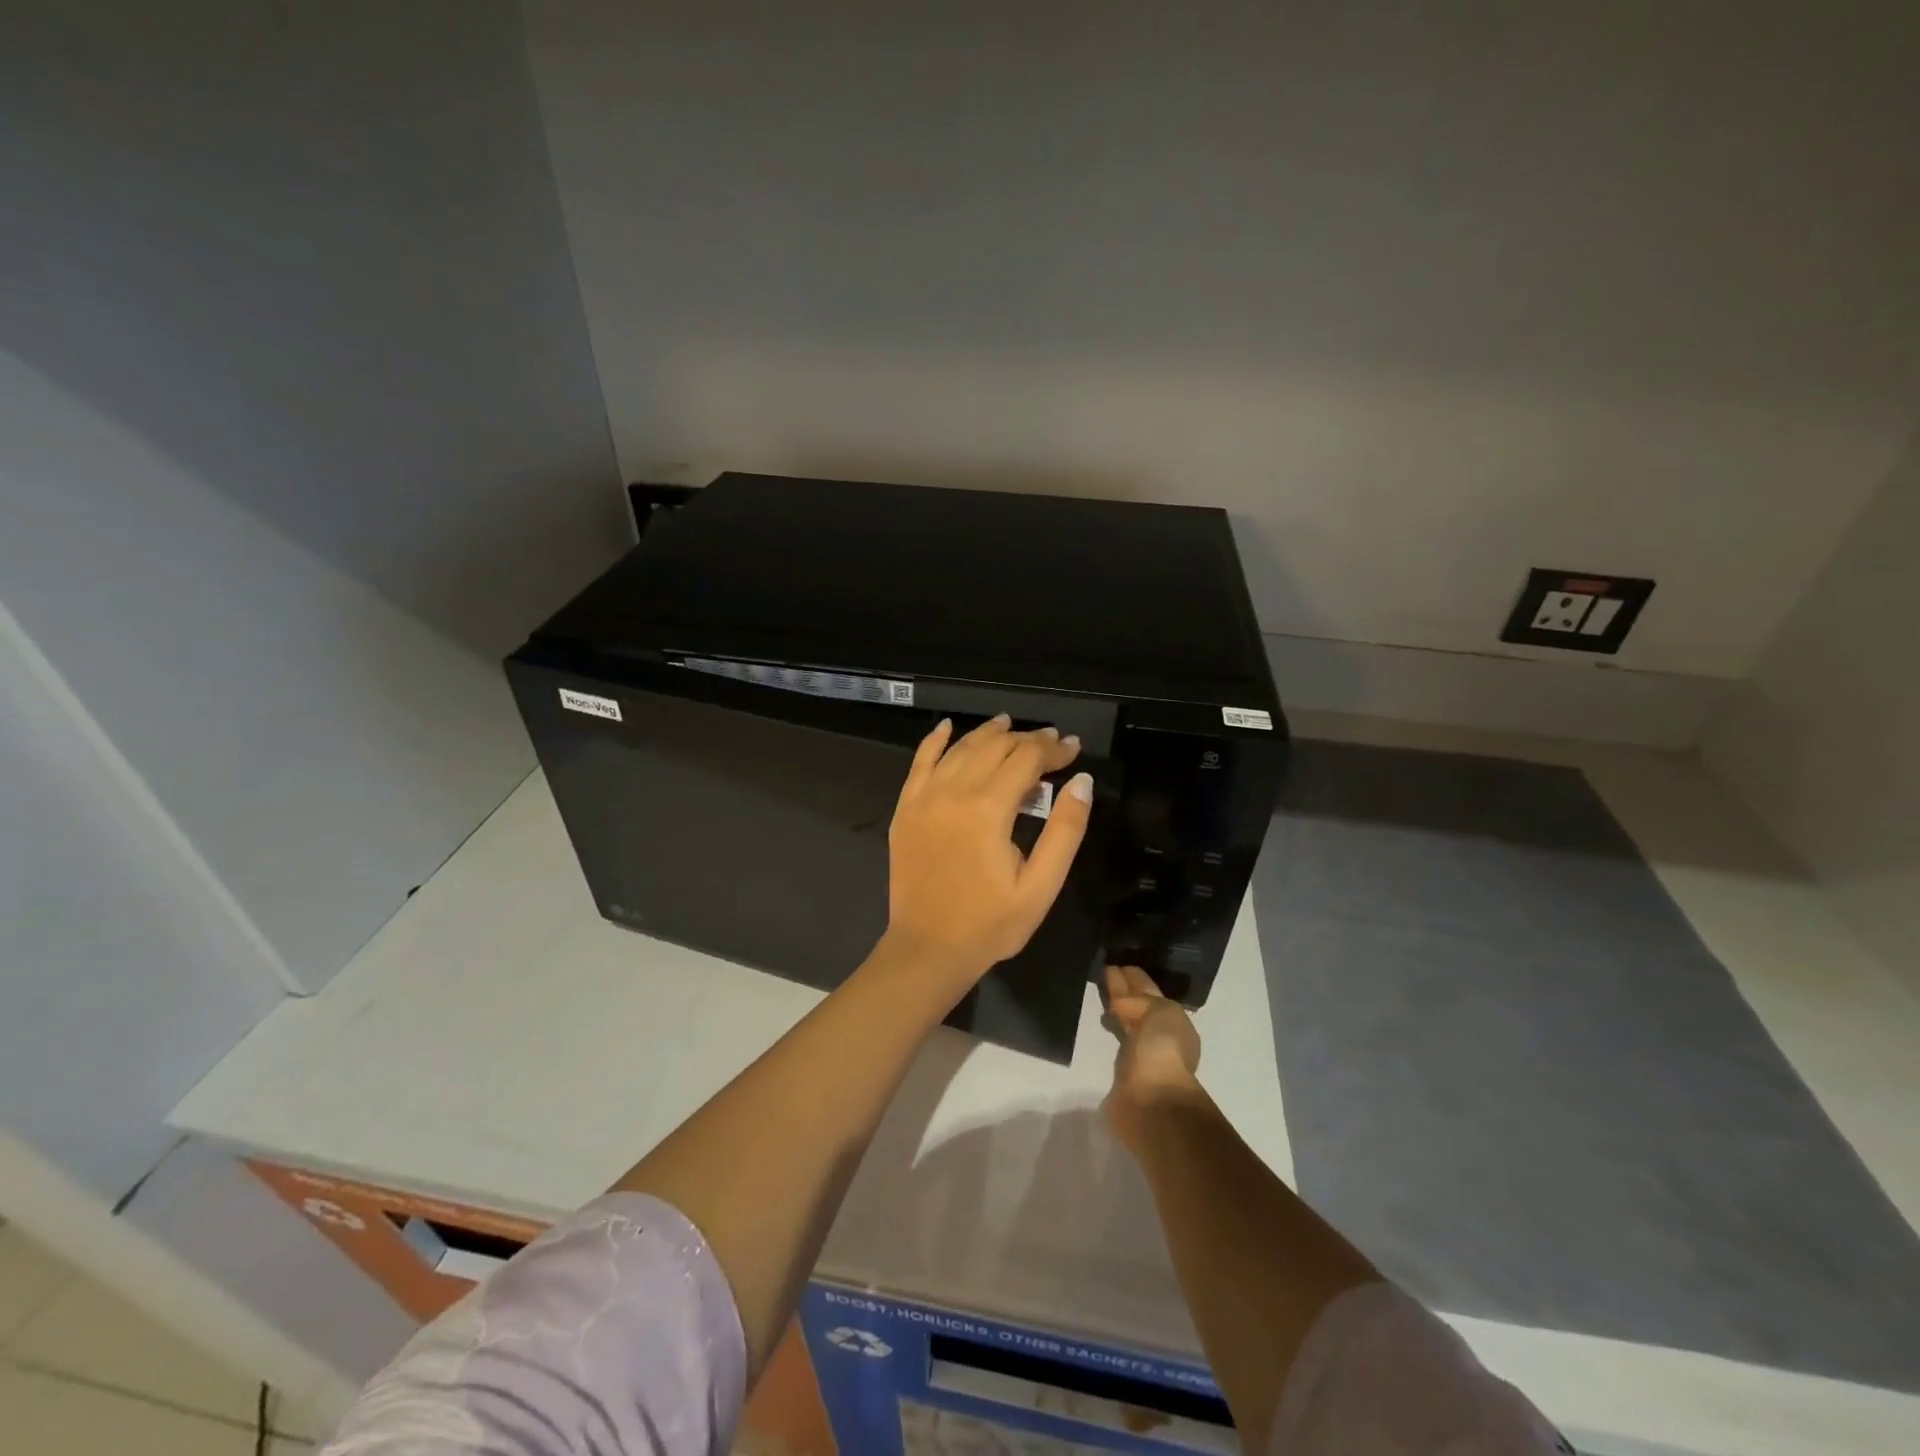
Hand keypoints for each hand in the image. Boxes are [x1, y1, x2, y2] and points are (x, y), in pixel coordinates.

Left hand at [884, 714, 1091, 989]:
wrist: (927, 949)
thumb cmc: (991, 924)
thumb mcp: (1041, 886)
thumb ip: (1065, 830)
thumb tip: (1082, 781)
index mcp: (988, 809)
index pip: (1026, 759)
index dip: (1053, 749)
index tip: (1073, 748)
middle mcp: (953, 792)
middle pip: (994, 747)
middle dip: (1026, 739)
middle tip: (1051, 741)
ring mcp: (924, 798)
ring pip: (960, 749)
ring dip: (988, 733)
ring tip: (1010, 725)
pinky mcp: (905, 809)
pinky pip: (919, 762)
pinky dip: (935, 741)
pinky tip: (947, 727)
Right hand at [1103, 965, 1203, 1150]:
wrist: (1152, 1101)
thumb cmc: (1162, 1050)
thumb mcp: (1161, 1011)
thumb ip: (1141, 1001)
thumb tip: (1119, 1007)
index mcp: (1174, 1020)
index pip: (1150, 991)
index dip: (1135, 977)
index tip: (1117, 962)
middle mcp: (1160, 1035)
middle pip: (1139, 1004)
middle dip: (1124, 988)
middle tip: (1104, 969)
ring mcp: (1142, 1053)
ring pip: (1127, 1020)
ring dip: (1116, 1006)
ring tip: (1100, 991)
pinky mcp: (1123, 1071)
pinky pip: (1117, 1038)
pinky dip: (1111, 1026)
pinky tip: (1102, 1018)